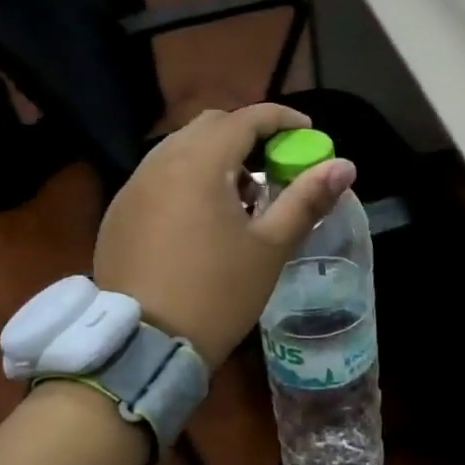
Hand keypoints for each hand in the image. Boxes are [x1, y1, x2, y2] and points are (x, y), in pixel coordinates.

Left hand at [93, 104, 355, 368]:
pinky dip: (189, 179)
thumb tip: (345, 166)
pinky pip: (160, 176)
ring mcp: (133, 187)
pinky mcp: (119, 213)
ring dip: (217, 158)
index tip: (308, 134)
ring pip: (181, 150)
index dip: (282, 119)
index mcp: (199, 164)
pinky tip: (205, 220)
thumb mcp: (270, 247)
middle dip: (248, 135)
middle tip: (276, 166)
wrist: (145, 345)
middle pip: (210, 126)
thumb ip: (307, 199)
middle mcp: (159, 163)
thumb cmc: (218, 293)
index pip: (245, 119)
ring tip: (244, 198)